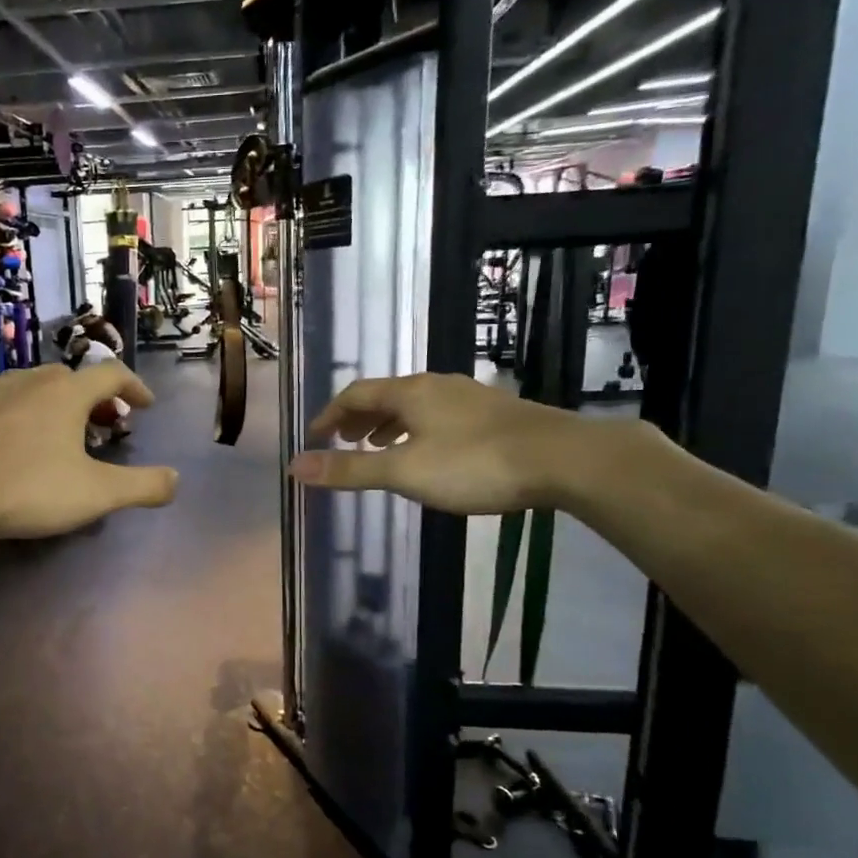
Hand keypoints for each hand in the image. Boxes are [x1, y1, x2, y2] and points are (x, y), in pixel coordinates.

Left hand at [0, 364, 177, 538]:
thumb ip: (141, 486)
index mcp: (67, 393)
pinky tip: (7, 446)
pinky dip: (16, 418)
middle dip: (93, 398)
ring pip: (31, 388)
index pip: (112, 374)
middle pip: (71, 378)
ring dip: (52, 405)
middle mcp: (29, 381)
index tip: (145, 405)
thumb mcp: (95, 494)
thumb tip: (176, 480)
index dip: (135, 386)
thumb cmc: (26, 488)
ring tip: (55, 434)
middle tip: (102, 423)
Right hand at [288, 373, 590, 514]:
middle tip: (342, 441)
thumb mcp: (404, 472)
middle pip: (385, 395)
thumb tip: (295, 467)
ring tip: (378, 447)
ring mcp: (468, 397)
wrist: (562, 459)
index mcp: (410, 392)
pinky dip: (417, 430)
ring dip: (388, 424)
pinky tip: (429, 453)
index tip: (315, 436)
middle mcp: (436, 385)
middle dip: (358, 418)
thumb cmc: (474, 463)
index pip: (356, 393)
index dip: (331, 414)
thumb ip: (350, 470)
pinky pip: (439, 415)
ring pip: (414, 405)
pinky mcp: (494, 414)